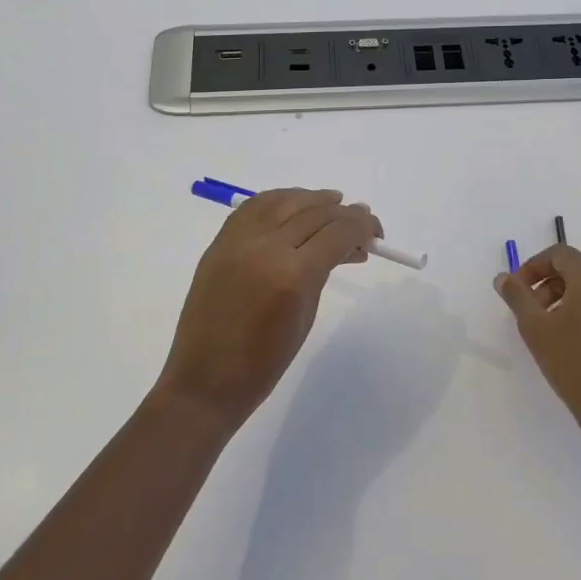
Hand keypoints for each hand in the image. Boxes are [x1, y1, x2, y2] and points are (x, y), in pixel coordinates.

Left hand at [157, 189, 382, 433]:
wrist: (204, 380)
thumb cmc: (264, 363)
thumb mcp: (305, 316)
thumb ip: (323, 272)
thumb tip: (345, 245)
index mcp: (293, 274)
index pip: (337, 233)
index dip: (362, 227)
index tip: (376, 231)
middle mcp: (266, 246)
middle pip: (314, 213)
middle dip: (344, 214)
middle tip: (362, 220)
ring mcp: (239, 240)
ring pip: (284, 201)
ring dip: (313, 199)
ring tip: (334, 201)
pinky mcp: (220, 242)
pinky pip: (254, 207)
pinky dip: (280, 200)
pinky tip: (295, 204)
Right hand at [494, 245, 580, 449]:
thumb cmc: (573, 363)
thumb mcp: (535, 328)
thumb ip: (517, 296)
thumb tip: (503, 277)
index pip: (560, 254)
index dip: (534, 265)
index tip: (517, 288)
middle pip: (576, 269)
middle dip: (547, 282)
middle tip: (529, 309)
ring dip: (564, 298)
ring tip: (548, 328)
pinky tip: (572, 343)